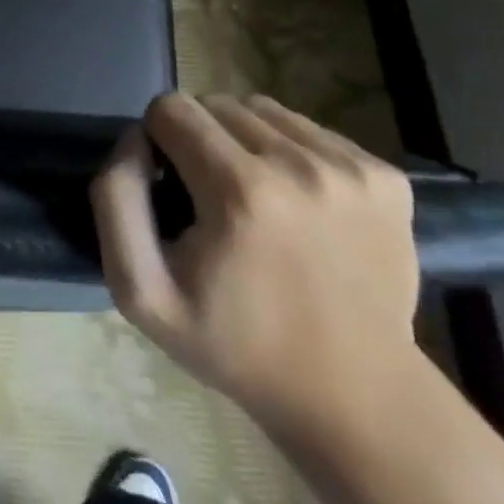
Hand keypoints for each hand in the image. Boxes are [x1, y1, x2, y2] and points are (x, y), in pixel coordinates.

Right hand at [91, 93, 418, 429]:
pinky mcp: (387, 177)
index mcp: (240, 191)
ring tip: (254, 196)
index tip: (172, 188)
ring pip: (264, 111)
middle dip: (199, 138)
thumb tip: (135, 138)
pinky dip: (291, 153)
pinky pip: (310, 130)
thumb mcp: (141, 291)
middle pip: (216, 104)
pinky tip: (298, 204)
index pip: (171, 109)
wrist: (357, 399)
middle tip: (210, 196)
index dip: (158, 141)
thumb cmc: (236, 346)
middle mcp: (301, 166)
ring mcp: (352, 170)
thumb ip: (116, 200)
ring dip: (244, 140)